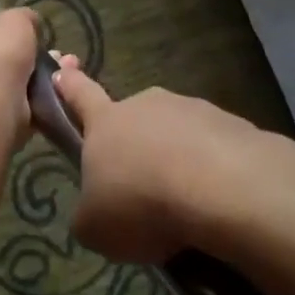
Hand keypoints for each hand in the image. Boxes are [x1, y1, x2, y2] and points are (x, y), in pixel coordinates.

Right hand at [51, 61, 261, 263]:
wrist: (223, 188)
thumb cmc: (142, 201)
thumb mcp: (95, 226)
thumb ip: (88, 215)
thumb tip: (96, 213)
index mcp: (106, 121)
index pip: (79, 93)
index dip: (68, 83)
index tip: (62, 68)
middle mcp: (146, 105)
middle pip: (134, 121)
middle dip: (137, 148)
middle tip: (145, 192)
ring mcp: (192, 110)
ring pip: (177, 135)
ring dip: (178, 161)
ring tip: (189, 208)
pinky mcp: (232, 125)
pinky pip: (215, 149)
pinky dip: (214, 172)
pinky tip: (220, 204)